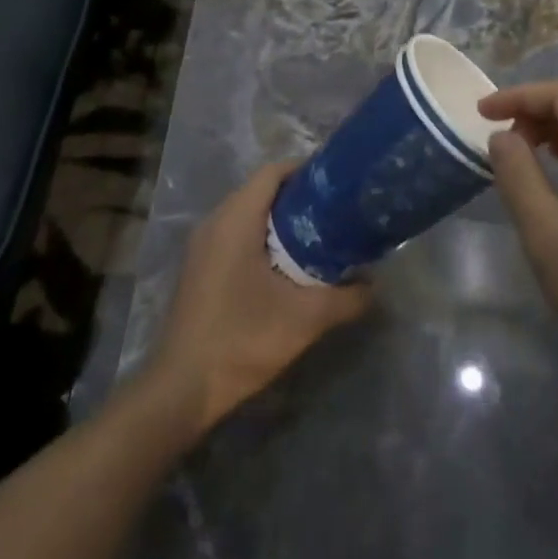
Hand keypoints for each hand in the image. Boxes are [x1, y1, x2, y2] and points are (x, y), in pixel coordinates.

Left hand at [146, 161, 370, 441]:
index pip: (273, 172)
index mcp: (235, 221)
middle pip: (261, 190)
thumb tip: (374, 285)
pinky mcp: (200, 267)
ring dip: (280, 219)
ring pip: (247, 213)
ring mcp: (202, 246)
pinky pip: (235, 234)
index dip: (306, 170)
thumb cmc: (243, 340)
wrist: (183, 388)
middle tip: (336, 211)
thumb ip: (347, 298)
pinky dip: (262, 237)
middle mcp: (214, 223)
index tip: (338, 184)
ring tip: (319, 235)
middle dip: (299, 196)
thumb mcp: (306, 319)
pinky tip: (287, 264)